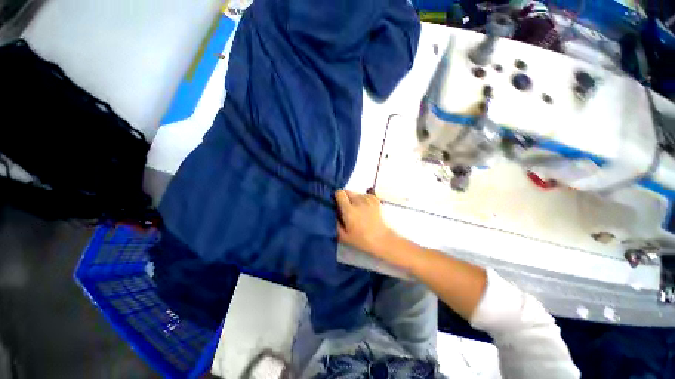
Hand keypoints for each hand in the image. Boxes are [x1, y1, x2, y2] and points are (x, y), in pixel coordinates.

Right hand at [335, 189, 395, 256]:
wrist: (381, 239)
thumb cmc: (361, 240)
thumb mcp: (343, 236)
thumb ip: (336, 223)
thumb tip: (334, 212)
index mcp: (349, 210)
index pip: (340, 193)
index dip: (337, 196)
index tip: (337, 202)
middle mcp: (358, 201)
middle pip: (347, 191)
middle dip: (345, 197)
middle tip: (346, 207)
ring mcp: (368, 199)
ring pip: (356, 193)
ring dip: (354, 199)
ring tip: (357, 209)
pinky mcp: (375, 200)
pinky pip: (365, 195)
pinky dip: (363, 199)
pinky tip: (365, 208)